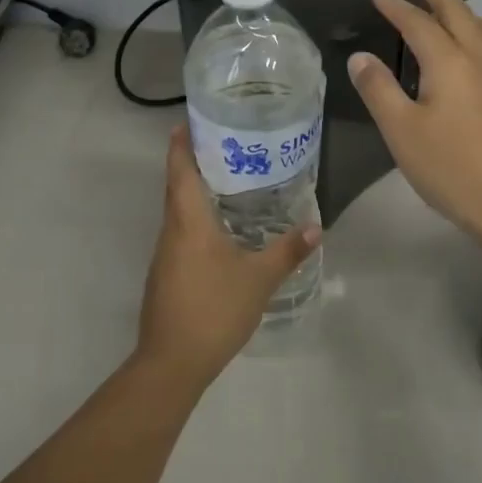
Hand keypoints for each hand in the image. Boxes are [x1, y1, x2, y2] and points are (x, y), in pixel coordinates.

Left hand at [136, 127, 320, 389]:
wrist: (172, 362)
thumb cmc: (214, 309)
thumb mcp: (259, 279)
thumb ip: (287, 251)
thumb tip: (316, 227)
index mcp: (188, 220)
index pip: (180, 168)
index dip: (182, 142)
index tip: (191, 120)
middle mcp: (171, 229)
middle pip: (177, 185)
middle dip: (193, 161)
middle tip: (224, 143)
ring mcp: (165, 254)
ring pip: (177, 210)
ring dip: (194, 190)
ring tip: (227, 179)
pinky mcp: (165, 274)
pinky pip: (180, 232)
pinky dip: (195, 218)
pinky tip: (218, 228)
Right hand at [347, 0, 481, 248]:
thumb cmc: (450, 168)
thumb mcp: (402, 130)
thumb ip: (378, 89)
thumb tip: (360, 57)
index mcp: (449, 62)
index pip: (418, 23)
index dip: (396, 6)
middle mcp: (478, 58)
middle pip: (457, 12)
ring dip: (461, 8)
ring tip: (446, 5)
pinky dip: (476, 29)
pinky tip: (472, 47)